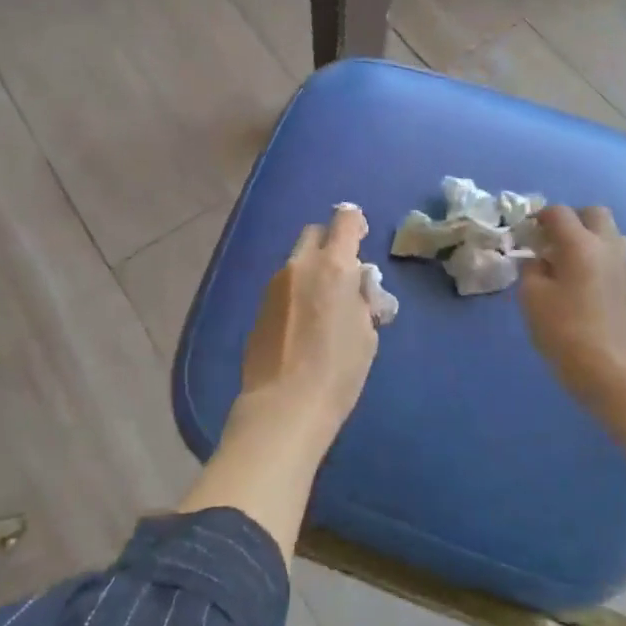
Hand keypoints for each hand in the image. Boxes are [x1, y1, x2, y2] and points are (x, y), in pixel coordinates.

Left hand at [239, 204, 379, 435]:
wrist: (284, 404)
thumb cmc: (338, 370)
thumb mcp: (366, 333)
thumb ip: (361, 298)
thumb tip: (355, 286)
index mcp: (333, 266)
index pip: (344, 220)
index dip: (355, 223)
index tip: (361, 238)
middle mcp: (300, 265)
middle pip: (314, 232)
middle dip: (330, 242)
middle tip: (343, 272)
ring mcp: (274, 284)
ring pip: (296, 260)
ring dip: (311, 269)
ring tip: (323, 305)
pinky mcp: (259, 306)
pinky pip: (283, 286)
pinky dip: (296, 292)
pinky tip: (302, 325)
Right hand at [519, 205, 625, 405]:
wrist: (607, 370)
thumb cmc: (563, 330)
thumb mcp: (531, 295)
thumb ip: (532, 267)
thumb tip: (539, 259)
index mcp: (580, 244)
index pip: (559, 212)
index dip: (538, 217)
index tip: (524, 232)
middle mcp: (606, 246)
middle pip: (593, 213)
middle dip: (570, 219)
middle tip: (549, 239)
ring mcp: (622, 265)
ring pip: (607, 232)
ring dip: (586, 235)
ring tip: (563, 258)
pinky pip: (611, 253)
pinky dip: (594, 254)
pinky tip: (576, 277)